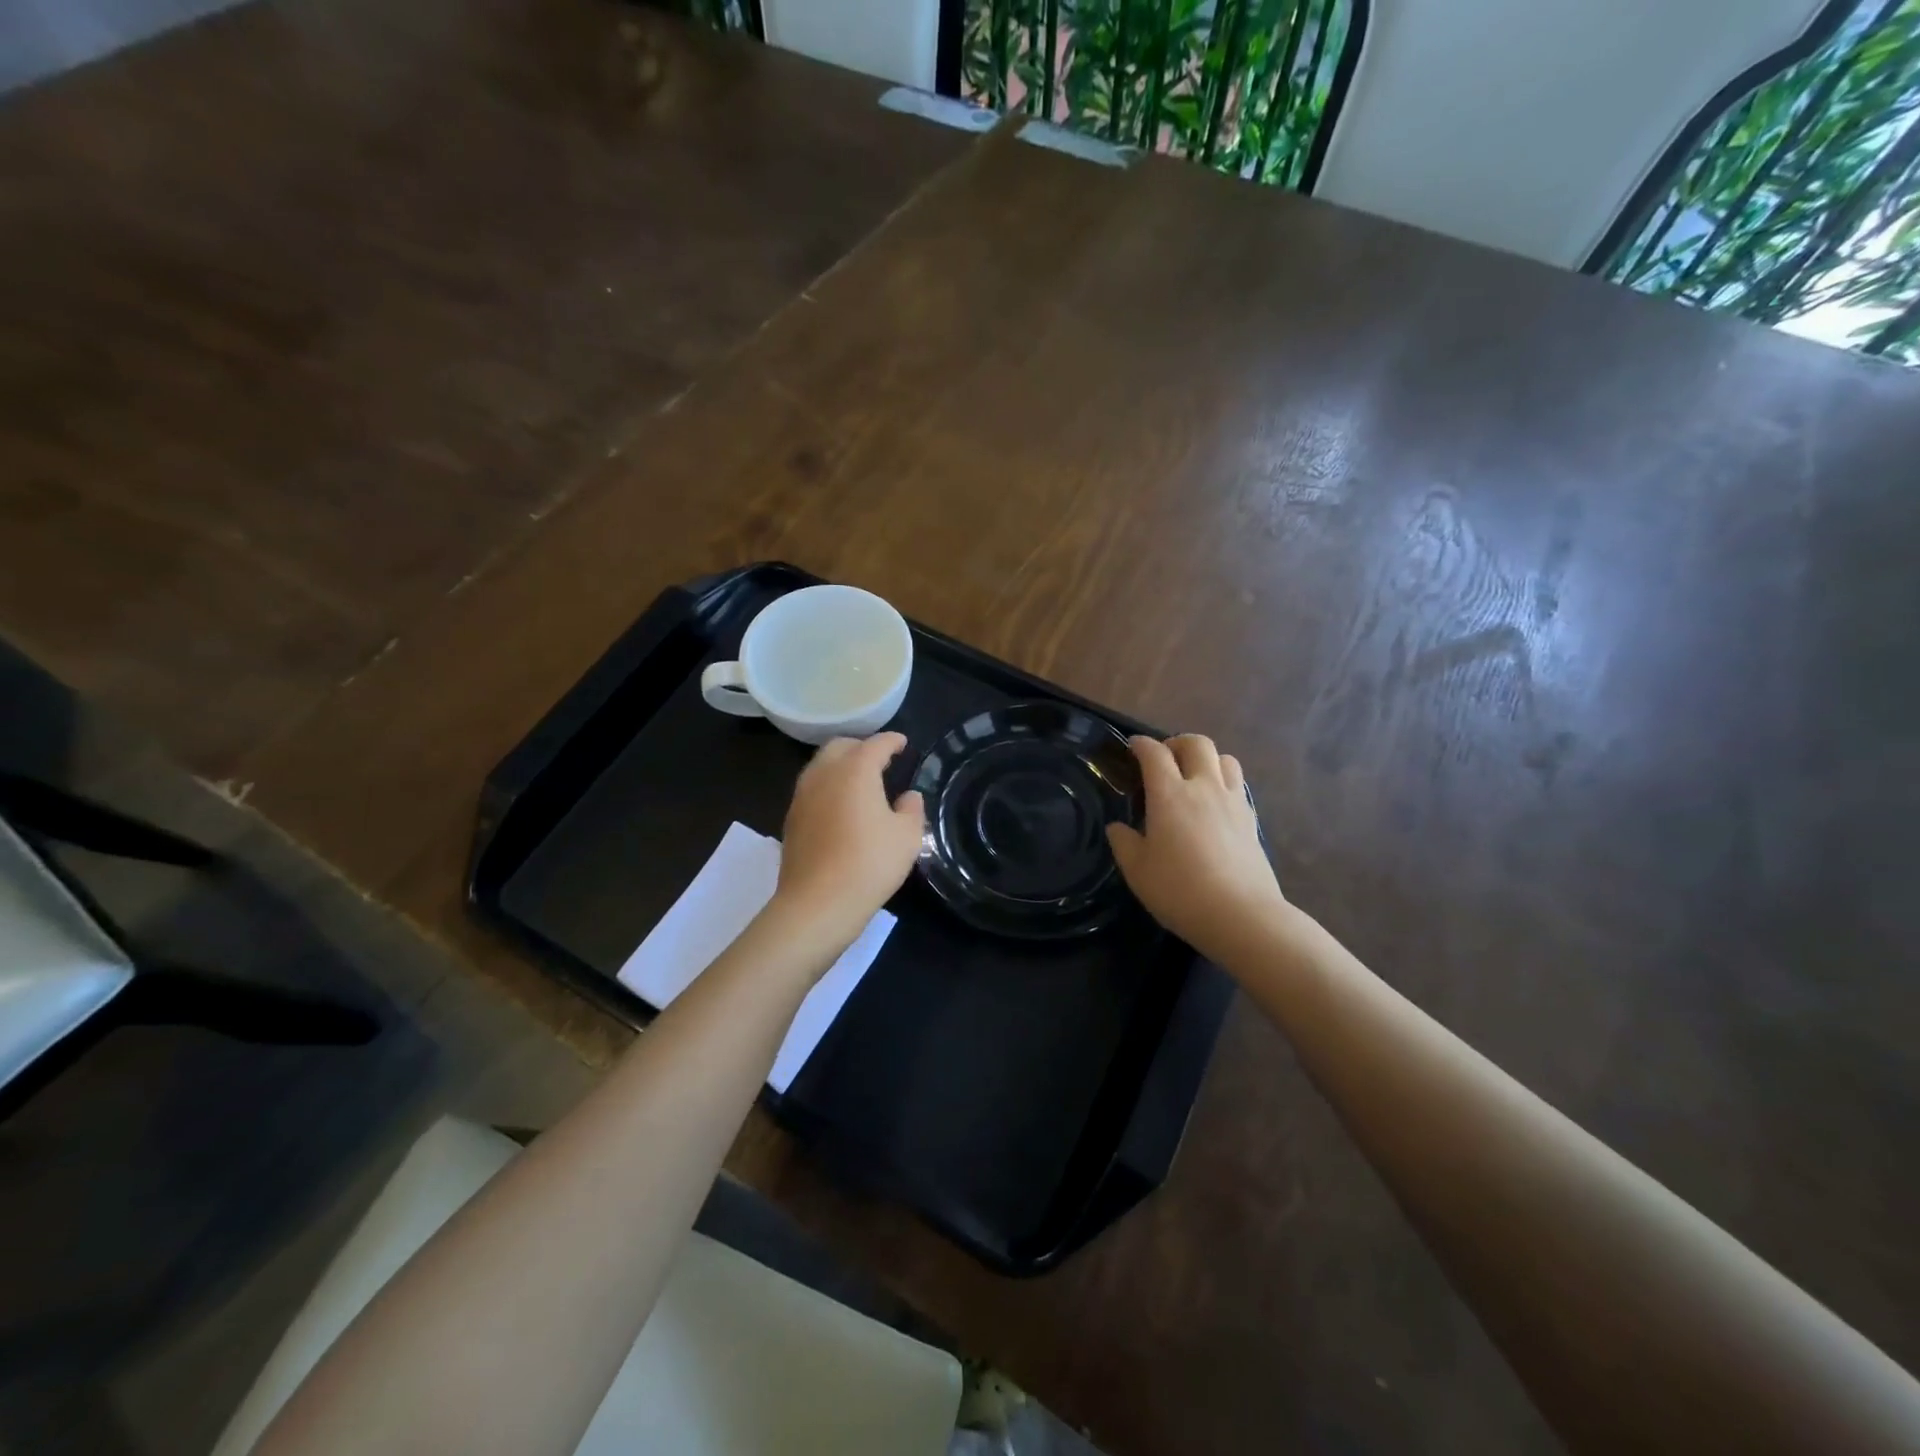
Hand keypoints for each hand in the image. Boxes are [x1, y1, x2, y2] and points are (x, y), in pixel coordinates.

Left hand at [771, 732, 923, 954]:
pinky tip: (840, 806)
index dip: (892, 741)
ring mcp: (802, 796)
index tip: (902, 743)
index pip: (876, 744)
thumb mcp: (907, 836)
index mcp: (855, 770)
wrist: (817, 903)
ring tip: (859, 781)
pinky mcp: (791, 819)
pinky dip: (828, 786)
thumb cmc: (870, 863)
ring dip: (840, 765)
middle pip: (841, 746)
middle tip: (880, 760)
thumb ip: (912, 809)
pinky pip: (812, 789)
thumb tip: (908, 796)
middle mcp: (824, 774)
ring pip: (821, 766)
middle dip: (861, 747)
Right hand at [1107, 735, 1286, 961]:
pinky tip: (1214, 805)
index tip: (1132, 748)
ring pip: (1225, 758)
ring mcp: (1233, 801)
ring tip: (1194, 777)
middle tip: (1165, 759)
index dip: (1141, 745)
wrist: (1241, 915)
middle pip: (1196, 743)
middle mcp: (1204, 787)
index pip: (1154, 753)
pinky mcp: (1252, 819)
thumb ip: (1123, 843)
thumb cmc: (1180, 890)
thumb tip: (1118, 828)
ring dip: (1206, 759)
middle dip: (1177, 743)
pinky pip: (1238, 785)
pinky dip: (1224, 782)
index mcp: (1170, 794)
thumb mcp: (1137, 871)